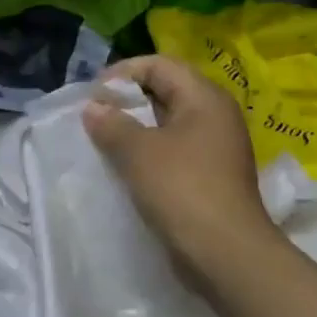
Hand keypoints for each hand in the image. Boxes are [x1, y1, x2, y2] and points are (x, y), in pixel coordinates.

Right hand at [82, 55, 282, 273]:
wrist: (224, 252)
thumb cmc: (182, 189)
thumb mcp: (138, 152)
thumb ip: (112, 124)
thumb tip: (93, 108)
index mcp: (205, 98)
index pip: (160, 65)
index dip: (123, 73)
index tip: (93, 95)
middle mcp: (215, 115)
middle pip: (166, 91)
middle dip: (127, 100)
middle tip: (94, 117)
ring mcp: (215, 147)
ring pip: (168, 123)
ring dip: (135, 128)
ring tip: (104, 141)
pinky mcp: (210, 175)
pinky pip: (173, 150)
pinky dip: (148, 151)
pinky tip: (126, 167)